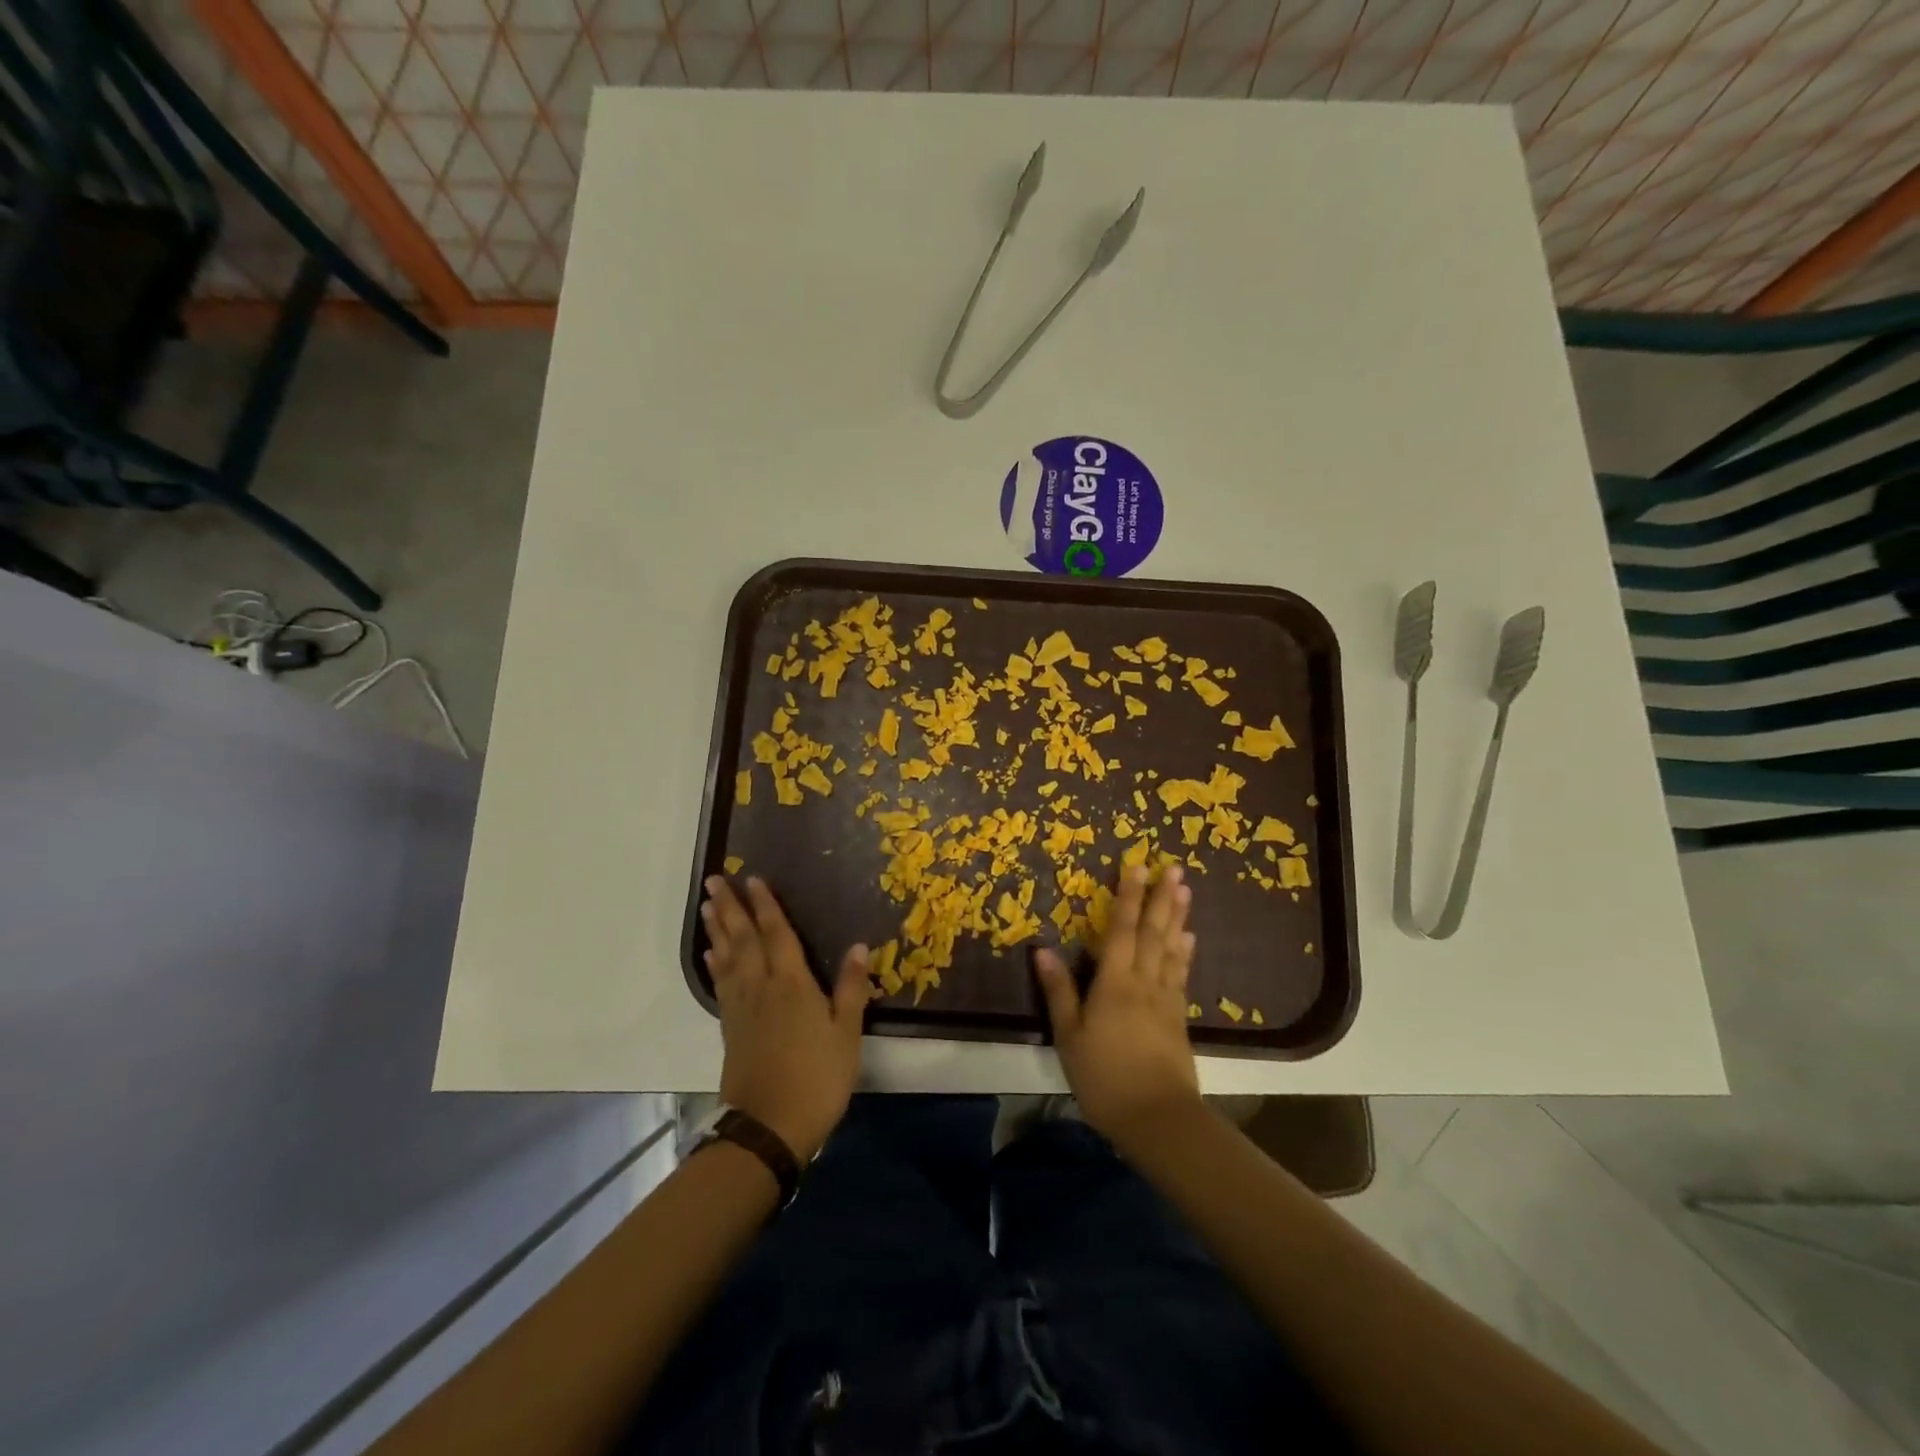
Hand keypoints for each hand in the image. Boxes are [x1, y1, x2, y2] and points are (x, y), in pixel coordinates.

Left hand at [702, 876, 870, 1162]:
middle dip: (730, 907)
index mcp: (792, 984)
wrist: (769, 1127)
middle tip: (714, 880)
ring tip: (707, 906)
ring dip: (717, 930)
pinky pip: (721, 986)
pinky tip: (712, 955)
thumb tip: (859, 946)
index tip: (753, 879)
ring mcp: (742, 1008)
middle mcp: (762, 987)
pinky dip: (715, 965)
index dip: (766, 906)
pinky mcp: (731, 1029)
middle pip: (744, 939)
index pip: (777, 934)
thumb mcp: (847, 1034)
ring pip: (728, 958)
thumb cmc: (817, 1078)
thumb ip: (851, 988)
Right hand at [1034, 865, 1200, 1149]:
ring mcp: (1165, 999)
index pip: (1122, 930)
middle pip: (1153, 932)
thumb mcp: (1070, 1037)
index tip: (1135, 866)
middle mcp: (1143, 982)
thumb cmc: (1104, 1077)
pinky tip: (1188, 940)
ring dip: (1177, 917)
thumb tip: (1042, 949)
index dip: (1128, 897)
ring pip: (1171, 949)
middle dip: (1161, 898)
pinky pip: (1181, 974)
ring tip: (1185, 891)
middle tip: (1173, 867)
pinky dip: (1184, 953)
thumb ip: (1059, 992)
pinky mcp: (1178, 1017)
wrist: (1158, 1118)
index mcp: (1114, 983)